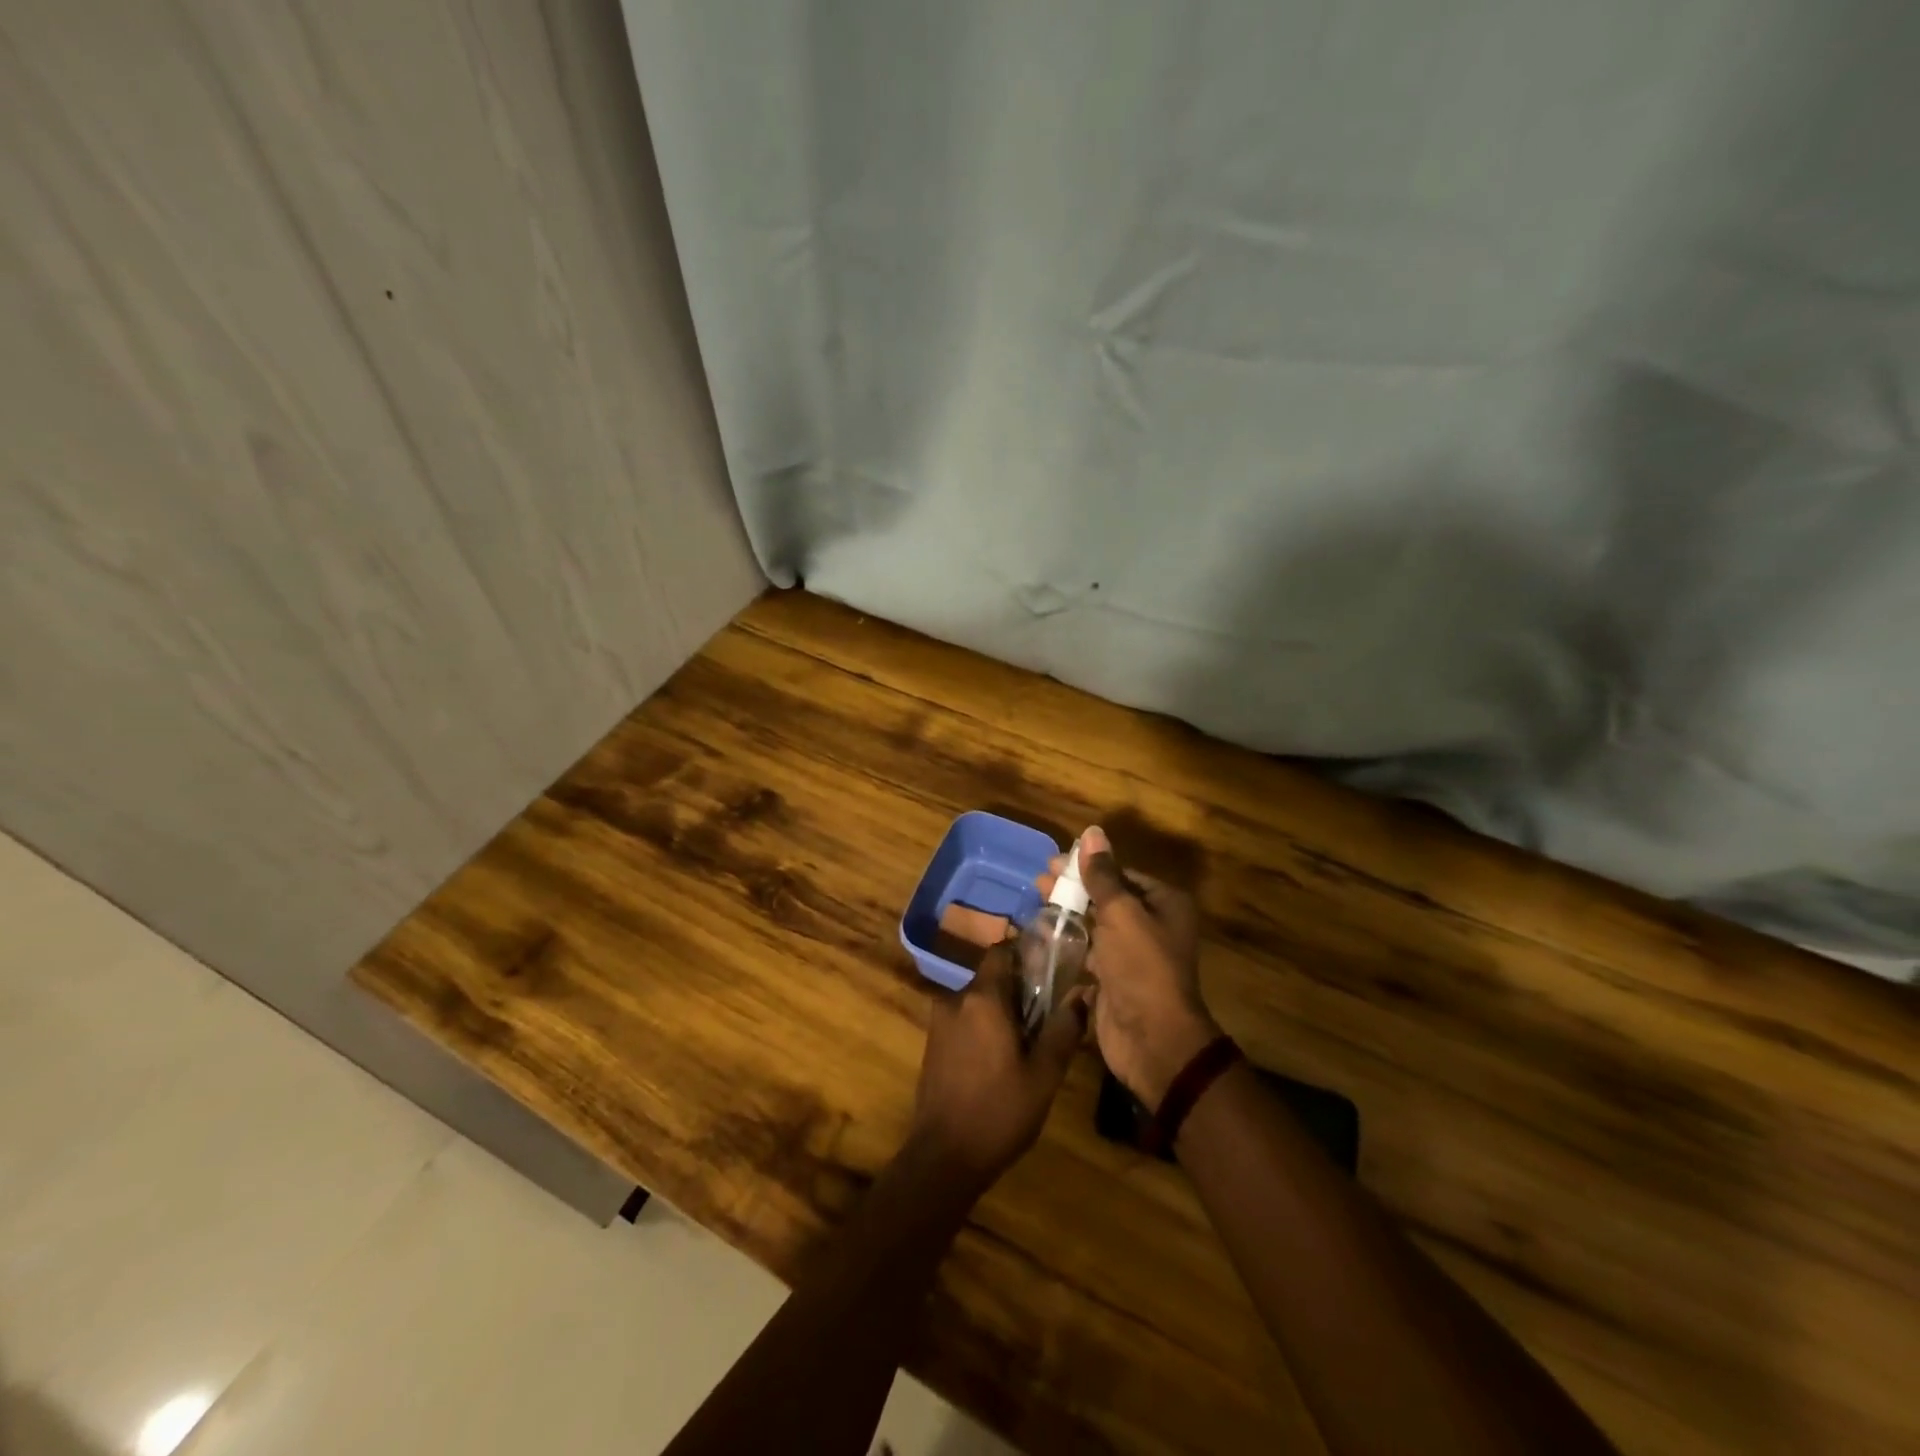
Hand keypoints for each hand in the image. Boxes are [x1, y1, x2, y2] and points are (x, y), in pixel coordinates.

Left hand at [908, 938, 1086, 1192]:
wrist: (943, 1157)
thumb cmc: (999, 1112)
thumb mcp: (1044, 1074)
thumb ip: (1064, 1029)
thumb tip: (1083, 993)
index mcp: (983, 998)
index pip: (1001, 952)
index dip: (1025, 955)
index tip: (1049, 971)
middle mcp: (956, 1000)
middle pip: (991, 978)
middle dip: (1018, 990)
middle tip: (1046, 1015)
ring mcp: (939, 1022)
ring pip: (977, 1001)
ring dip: (1000, 1012)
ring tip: (1026, 1042)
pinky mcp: (933, 1044)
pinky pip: (964, 1020)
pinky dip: (983, 1028)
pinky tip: (999, 1059)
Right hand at [1041, 826, 1218, 1110]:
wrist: (1153, 1038)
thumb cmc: (1141, 965)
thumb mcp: (1121, 912)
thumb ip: (1103, 874)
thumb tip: (1092, 832)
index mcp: (1164, 904)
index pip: (1121, 874)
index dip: (1087, 866)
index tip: (1052, 863)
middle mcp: (1153, 925)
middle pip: (1107, 898)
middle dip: (1074, 889)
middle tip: (1038, 882)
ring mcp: (1134, 955)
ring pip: (1097, 925)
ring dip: (1069, 915)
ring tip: (1036, 904)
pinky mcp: (1115, 980)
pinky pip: (1090, 953)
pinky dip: (1070, 943)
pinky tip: (1043, 936)